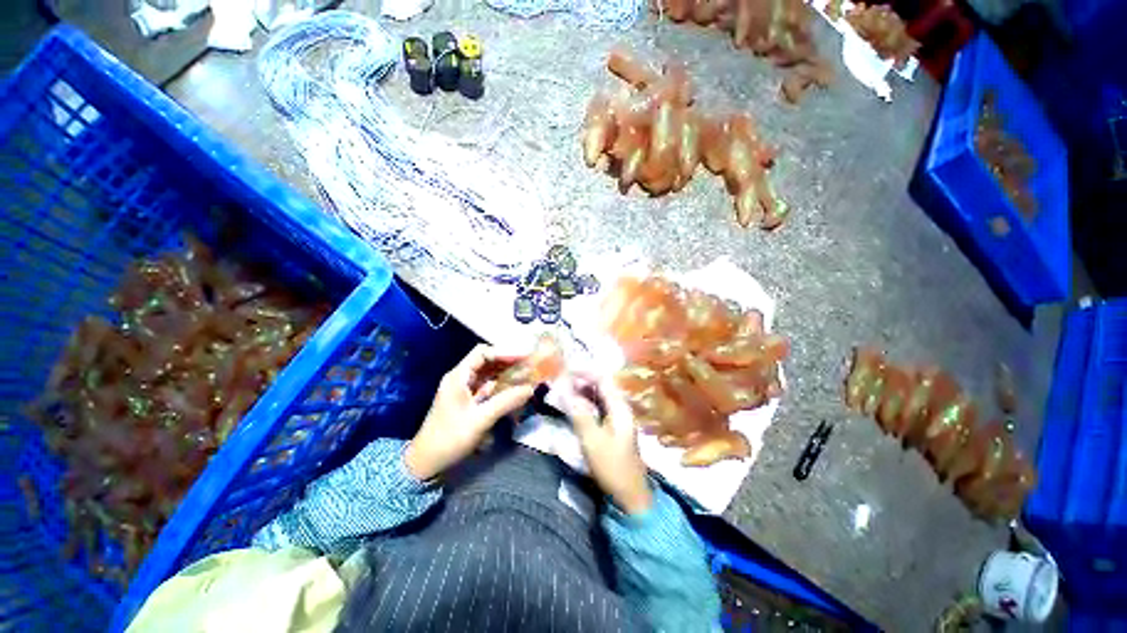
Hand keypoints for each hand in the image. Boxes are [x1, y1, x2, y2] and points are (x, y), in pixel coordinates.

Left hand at [405, 345, 534, 480]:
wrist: (427, 462)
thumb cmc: (450, 438)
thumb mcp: (480, 420)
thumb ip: (506, 402)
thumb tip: (531, 388)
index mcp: (458, 376)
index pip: (482, 353)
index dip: (504, 352)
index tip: (523, 357)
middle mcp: (461, 378)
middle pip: (487, 361)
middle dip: (508, 361)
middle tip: (529, 364)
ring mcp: (464, 390)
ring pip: (488, 374)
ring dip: (506, 373)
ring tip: (526, 374)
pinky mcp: (468, 401)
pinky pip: (487, 387)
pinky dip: (501, 386)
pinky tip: (514, 389)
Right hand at [559, 373, 651, 514]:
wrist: (630, 496)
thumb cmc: (612, 467)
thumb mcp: (592, 440)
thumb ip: (579, 413)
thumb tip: (564, 391)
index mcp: (620, 408)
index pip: (603, 380)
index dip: (585, 372)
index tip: (566, 370)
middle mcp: (620, 409)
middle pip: (601, 387)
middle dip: (582, 381)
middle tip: (561, 380)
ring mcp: (618, 419)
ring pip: (599, 397)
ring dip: (583, 392)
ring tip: (564, 390)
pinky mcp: (613, 429)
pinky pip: (598, 409)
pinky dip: (585, 404)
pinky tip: (573, 406)